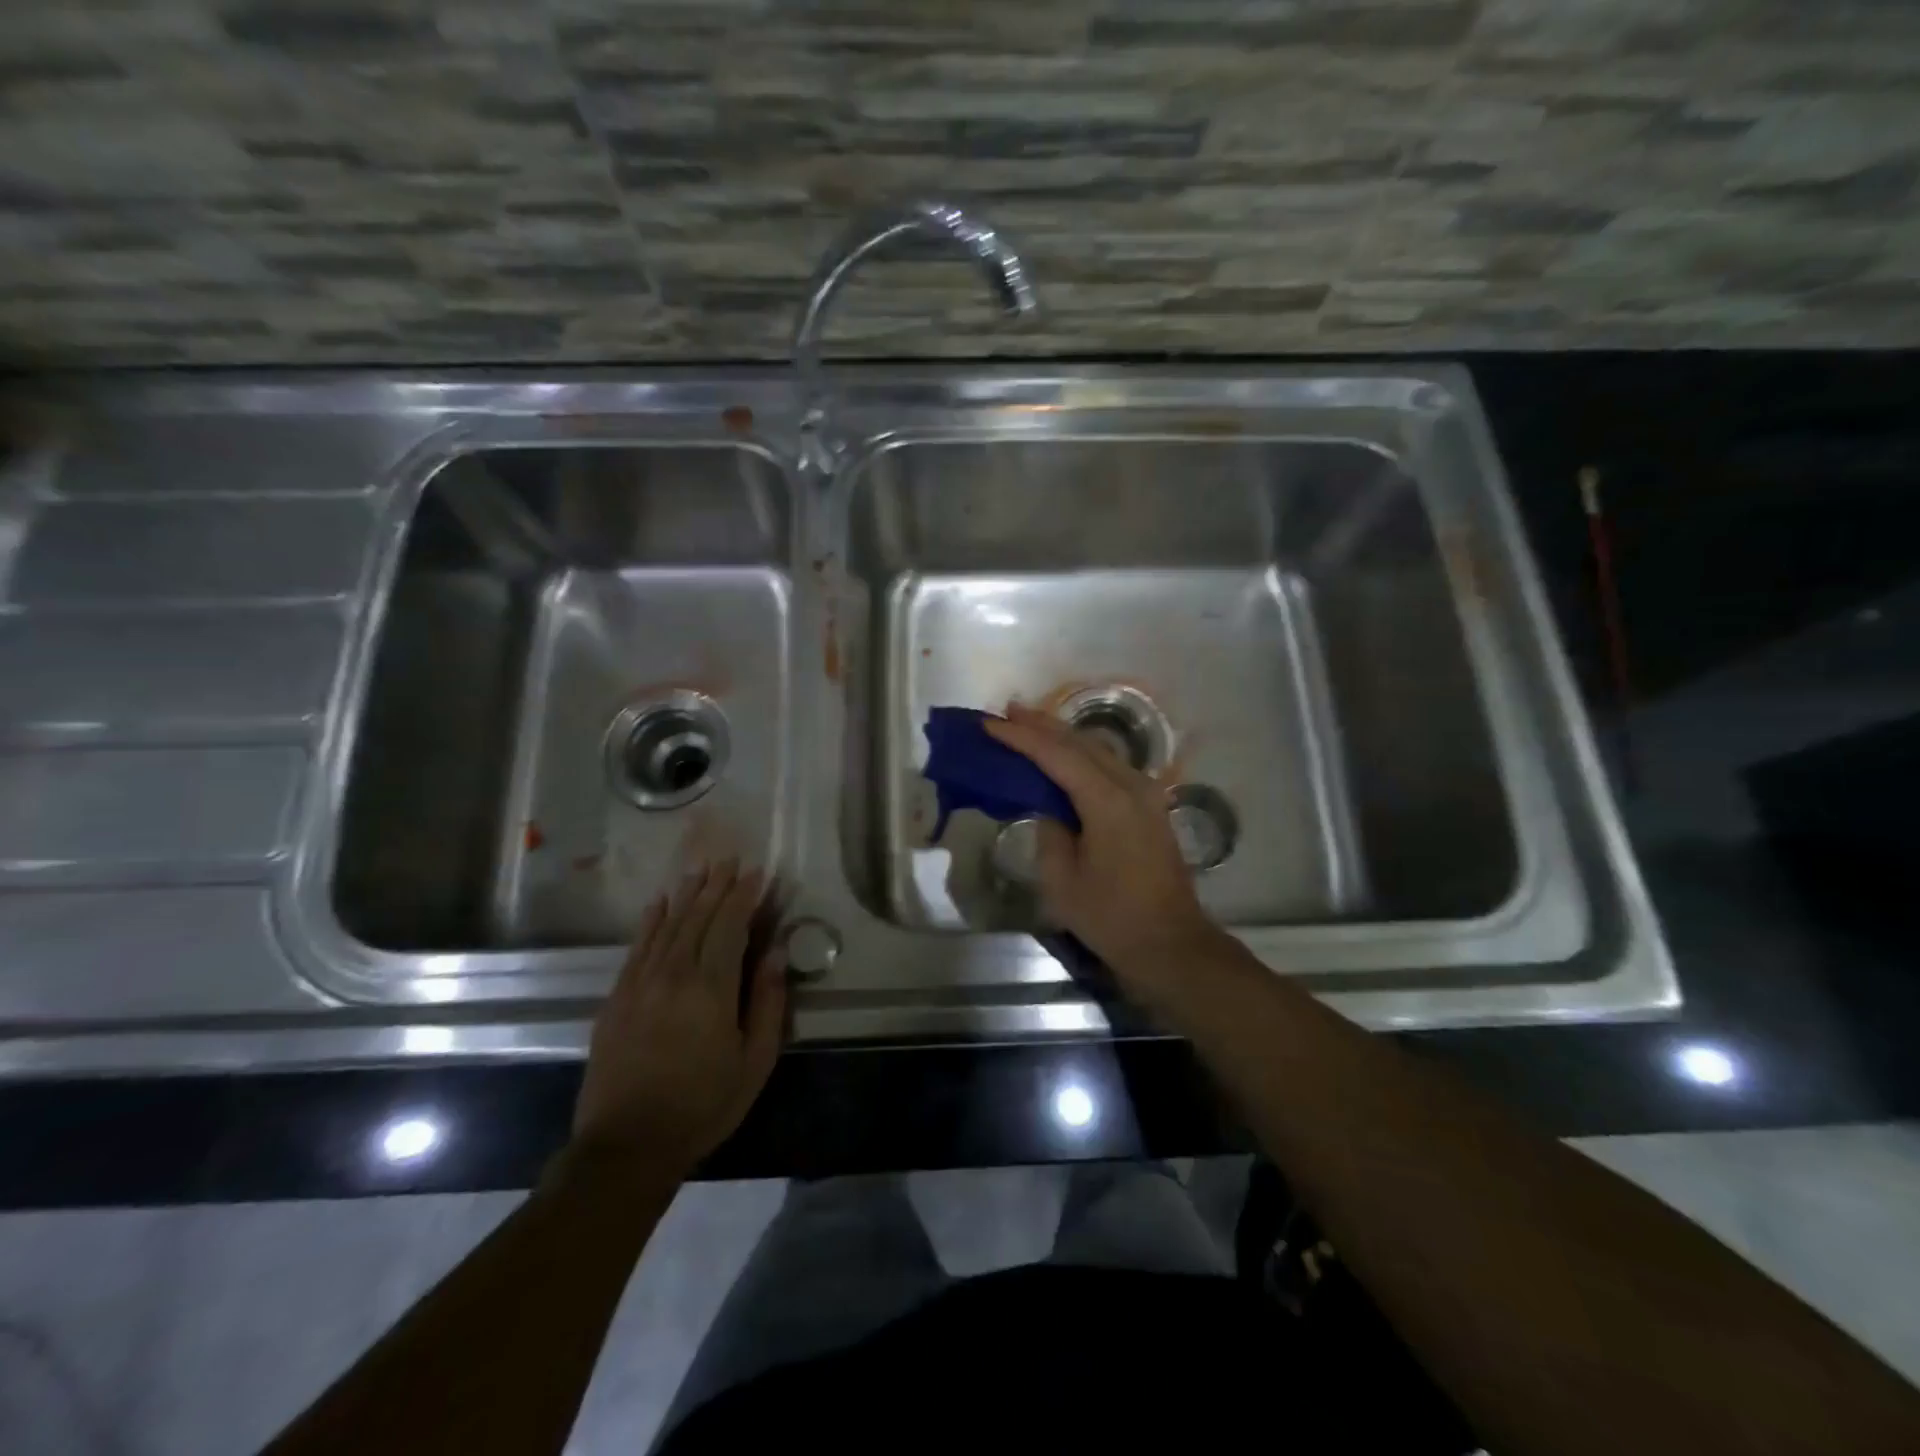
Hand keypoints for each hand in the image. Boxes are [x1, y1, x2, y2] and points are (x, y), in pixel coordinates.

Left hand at [572, 860, 787, 1174]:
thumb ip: (767, 1002)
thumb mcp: (754, 1062)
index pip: (730, 926)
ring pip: (667, 925)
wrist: (626, 1146)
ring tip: (701, 870)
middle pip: (698, 918)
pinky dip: (651, 920)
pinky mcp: (617, 998)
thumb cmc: (703, 1106)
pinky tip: (658, 902)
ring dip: (686, 894)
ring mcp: (640, 984)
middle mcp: (673, 975)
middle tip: (731, 859)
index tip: (758, 872)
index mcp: (711, 989)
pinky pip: (638, 946)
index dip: (744, 896)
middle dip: (717, 886)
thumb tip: (775, 951)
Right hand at [985, 704, 1226, 1008]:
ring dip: (1062, 737)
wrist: (1170, 942)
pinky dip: (1081, 755)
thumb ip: (1050, 832)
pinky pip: (1109, 767)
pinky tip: (1063, 756)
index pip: (1057, 755)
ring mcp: (1146, 794)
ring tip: (1028, 725)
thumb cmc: (1111, 917)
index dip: (1021, 737)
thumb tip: (1050, 808)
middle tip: (1007, 711)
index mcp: (1107, 801)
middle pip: (1080, 742)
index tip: (990, 723)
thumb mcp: (1062, 880)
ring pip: (1098, 750)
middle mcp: (1131, 785)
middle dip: (1041, 725)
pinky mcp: (1150, 806)